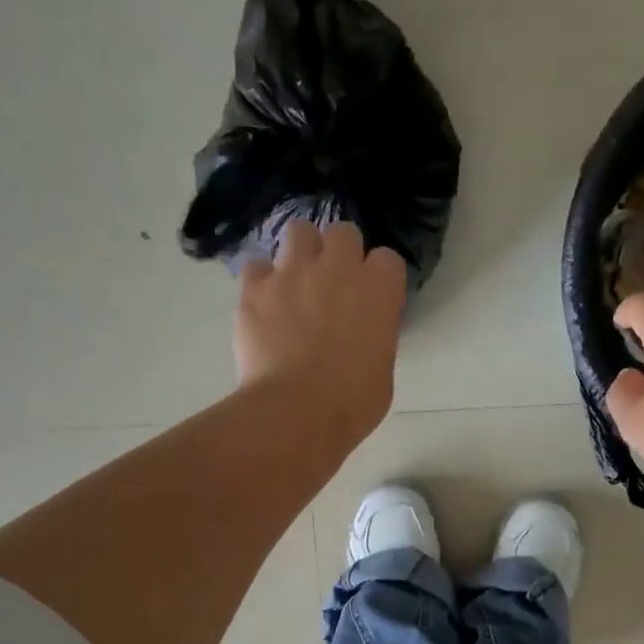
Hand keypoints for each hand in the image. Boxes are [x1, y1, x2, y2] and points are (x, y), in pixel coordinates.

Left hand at [235, 220, 406, 447]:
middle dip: (339, 252)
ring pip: (299, 232)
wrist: (296, 412)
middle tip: (332, 284)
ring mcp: (293, 272)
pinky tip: (265, 303)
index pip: (387, 259)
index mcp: (379, 291)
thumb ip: (375, 338)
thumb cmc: (351, 403)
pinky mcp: (255, 288)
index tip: (371, 298)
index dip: (378, 278)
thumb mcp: (382, 370)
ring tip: (296, 281)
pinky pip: (257, 266)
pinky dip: (262, 281)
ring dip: (301, 252)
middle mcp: (338, 269)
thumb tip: (361, 336)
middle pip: (343, 232)